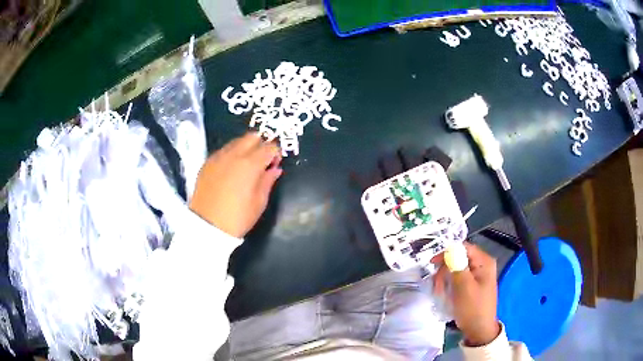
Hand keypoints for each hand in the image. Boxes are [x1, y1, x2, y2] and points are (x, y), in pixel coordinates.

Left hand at [189, 133, 281, 237]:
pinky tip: (231, 170)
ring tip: (246, 165)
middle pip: (252, 137)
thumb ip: (268, 181)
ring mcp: (218, 157)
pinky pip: (223, 150)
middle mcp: (234, 154)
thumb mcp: (259, 203)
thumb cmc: (237, 218)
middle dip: (260, 145)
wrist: (206, 227)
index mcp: (250, 164)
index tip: (274, 165)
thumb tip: (275, 169)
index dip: (275, 154)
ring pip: (236, 141)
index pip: (269, 147)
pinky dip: (231, 154)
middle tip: (262, 161)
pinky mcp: (207, 163)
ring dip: (245, 148)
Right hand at [433, 243, 500, 346]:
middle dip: (445, 270)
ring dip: (445, 279)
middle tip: (436, 284)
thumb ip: (457, 266)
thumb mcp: (464, 287)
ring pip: (457, 269)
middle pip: (459, 258)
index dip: (447, 253)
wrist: (479, 330)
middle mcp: (482, 265)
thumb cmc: (473, 309)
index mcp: (484, 262)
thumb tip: (449, 250)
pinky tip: (445, 294)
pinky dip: (450, 284)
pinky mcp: (473, 285)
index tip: (432, 264)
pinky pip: (458, 278)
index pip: (463, 247)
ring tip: (439, 292)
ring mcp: (478, 275)